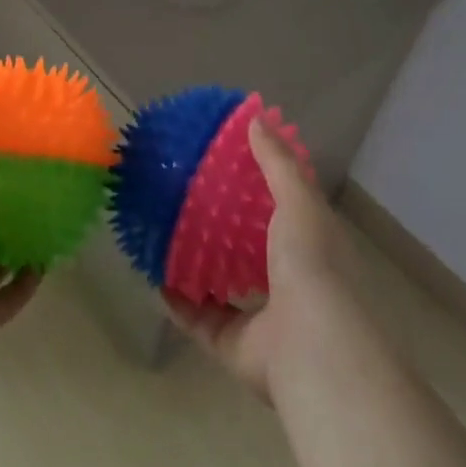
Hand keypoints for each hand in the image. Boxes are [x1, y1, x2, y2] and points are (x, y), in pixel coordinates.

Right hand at [164, 115, 353, 402]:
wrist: (311, 349)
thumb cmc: (310, 264)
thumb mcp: (298, 201)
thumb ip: (277, 162)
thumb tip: (255, 117)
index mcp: (310, 246)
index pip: (285, 209)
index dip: (259, 186)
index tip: (226, 161)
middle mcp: (289, 281)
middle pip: (251, 246)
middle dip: (224, 225)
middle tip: (188, 194)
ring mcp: (263, 317)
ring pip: (225, 284)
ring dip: (199, 263)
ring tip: (167, 234)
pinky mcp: (234, 345)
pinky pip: (199, 319)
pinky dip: (178, 301)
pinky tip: (154, 276)